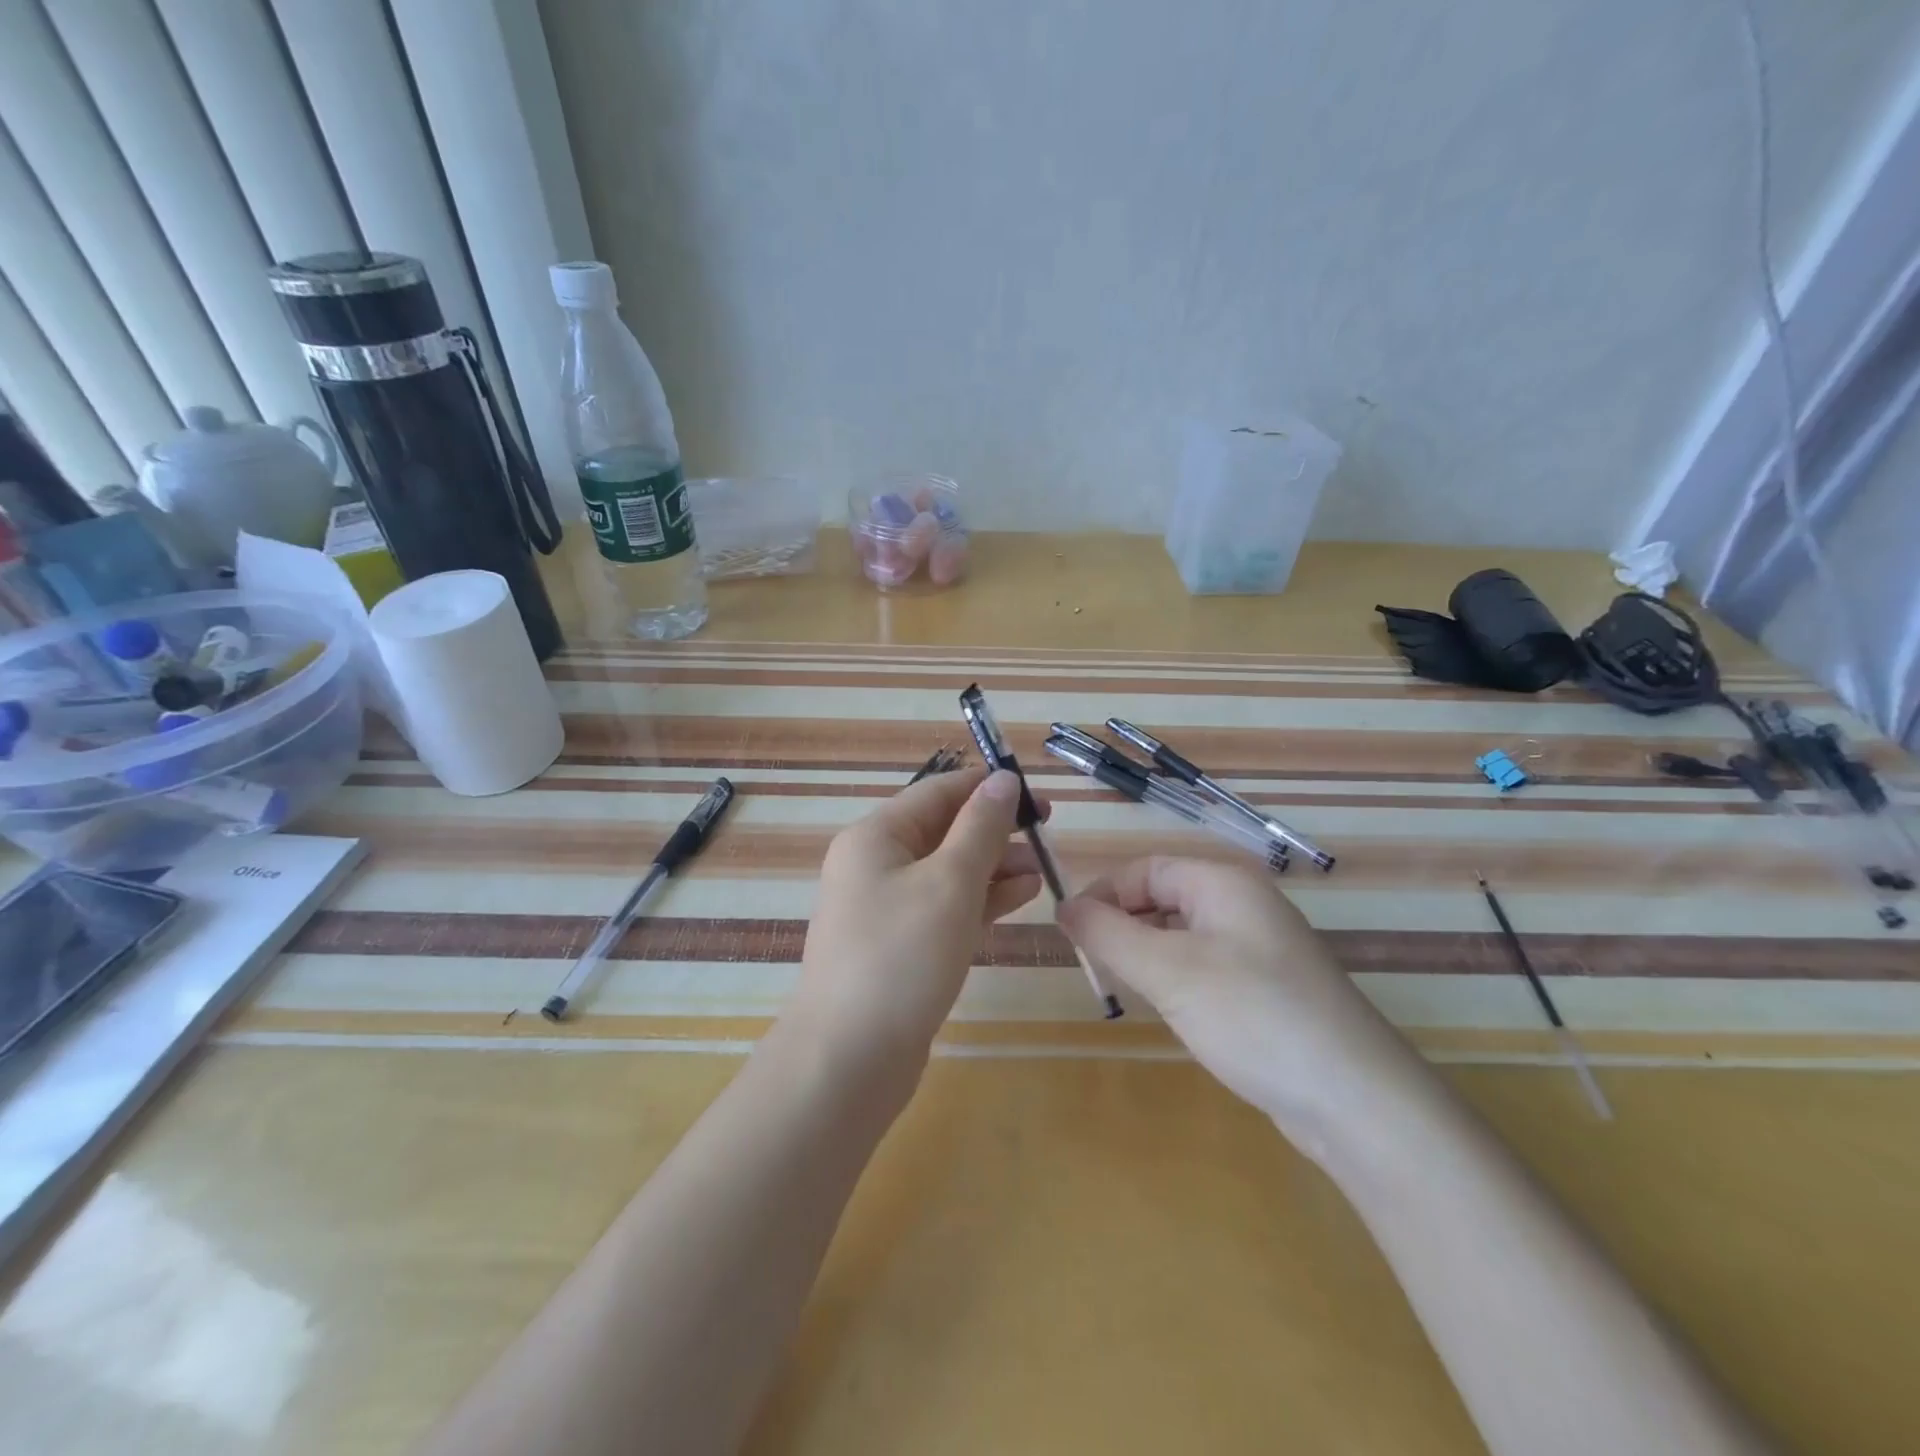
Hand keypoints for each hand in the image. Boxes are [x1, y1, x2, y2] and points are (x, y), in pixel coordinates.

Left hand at [786, 768, 1042, 1085]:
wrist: (848, 1059)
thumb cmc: (902, 956)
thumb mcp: (950, 882)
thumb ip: (981, 828)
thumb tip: (1003, 780)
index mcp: (875, 837)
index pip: (937, 792)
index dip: (987, 787)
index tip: (1036, 793)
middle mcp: (874, 865)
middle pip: (942, 830)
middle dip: (994, 829)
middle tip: (1045, 831)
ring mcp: (884, 908)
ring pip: (946, 871)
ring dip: (993, 866)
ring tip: (1040, 868)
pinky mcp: (898, 946)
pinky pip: (943, 907)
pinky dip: (979, 900)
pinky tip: (1019, 897)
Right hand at [1058, 857, 1431, 1153]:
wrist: (1357, 1102)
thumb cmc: (1252, 1016)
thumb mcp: (1167, 971)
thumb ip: (1108, 934)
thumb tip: (1063, 906)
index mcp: (1223, 883)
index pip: (1145, 870)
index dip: (1103, 894)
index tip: (1070, 934)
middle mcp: (1245, 906)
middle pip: (1164, 898)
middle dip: (1122, 925)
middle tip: (1094, 967)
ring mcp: (1261, 950)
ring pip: (1183, 936)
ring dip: (1147, 955)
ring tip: (1126, 990)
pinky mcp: (1270, 990)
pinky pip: (1206, 967)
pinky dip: (1177, 980)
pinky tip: (1173, 1012)